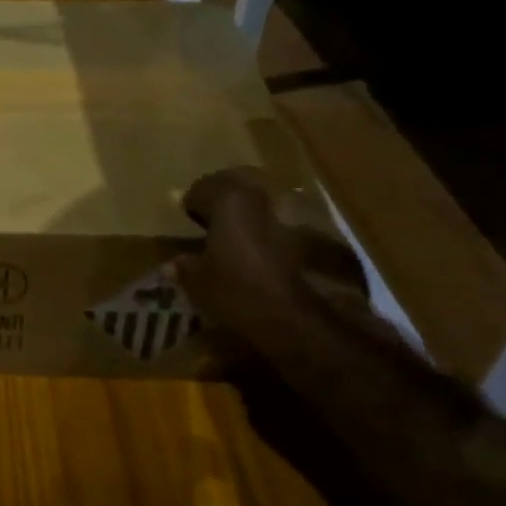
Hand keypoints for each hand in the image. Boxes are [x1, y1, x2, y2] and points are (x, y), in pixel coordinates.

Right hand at [174, 168, 374, 369]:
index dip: (194, 204)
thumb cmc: (244, 294)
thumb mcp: (202, 285)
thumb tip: (172, 266)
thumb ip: (186, 268)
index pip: (203, 188)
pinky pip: (302, 221)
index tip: (190, 219)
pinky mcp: (334, 231)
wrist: (313, 322)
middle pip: (241, 184)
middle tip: (220, 220)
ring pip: (275, 199)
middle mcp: (268, 192)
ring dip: (262, 212)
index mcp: (231, 198)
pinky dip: (289, 231)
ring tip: (254, 237)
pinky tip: (285, 255)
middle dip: (228, 198)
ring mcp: (306, 208)